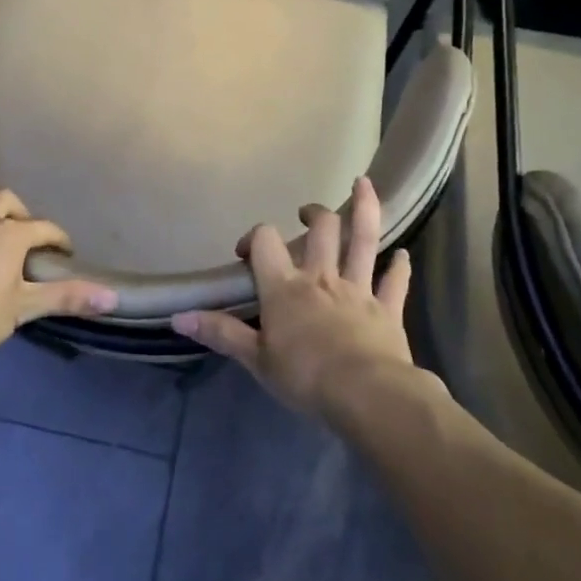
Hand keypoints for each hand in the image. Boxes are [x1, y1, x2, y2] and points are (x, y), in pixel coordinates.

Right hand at [173, 175, 413, 418]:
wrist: (366, 395)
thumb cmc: (304, 376)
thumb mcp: (255, 359)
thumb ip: (220, 333)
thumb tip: (177, 317)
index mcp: (285, 287)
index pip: (265, 242)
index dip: (254, 237)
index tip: (246, 252)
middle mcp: (322, 277)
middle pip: (320, 229)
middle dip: (313, 214)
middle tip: (306, 214)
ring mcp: (358, 289)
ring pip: (363, 240)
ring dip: (363, 210)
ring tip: (363, 185)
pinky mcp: (387, 308)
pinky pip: (395, 282)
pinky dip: (399, 268)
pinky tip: (403, 255)